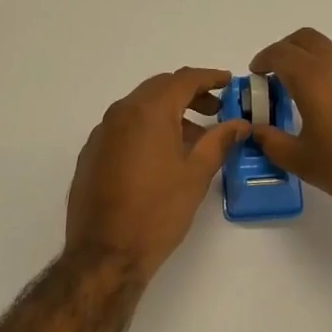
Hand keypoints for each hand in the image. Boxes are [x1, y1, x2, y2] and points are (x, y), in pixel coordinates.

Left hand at [66, 67, 250, 279]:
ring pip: (140, 108)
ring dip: (168, 113)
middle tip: (216, 109)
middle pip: (159, 89)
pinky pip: (124, 128)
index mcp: (147, 112)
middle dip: (189, 94)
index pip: (183, 79)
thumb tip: (239, 124)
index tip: (229, 82)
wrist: (105, 254)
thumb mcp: (196, 175)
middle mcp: (120, 113)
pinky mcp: (92, 154)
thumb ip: (219, 141)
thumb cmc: (157, 212)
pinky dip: (147, 129)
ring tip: (195, 137)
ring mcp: (101, 134)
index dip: (210, 77)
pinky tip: (162, 155)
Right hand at [250, 29, 331, 230]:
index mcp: (316, 79)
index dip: (264, 59)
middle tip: (278, 75)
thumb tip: (257, 131)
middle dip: (288, 50)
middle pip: (309, 40)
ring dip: (318, 67)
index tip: (257, 73)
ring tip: (312, 101)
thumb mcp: (303, 162)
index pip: (282, 53)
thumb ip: (273, 142)